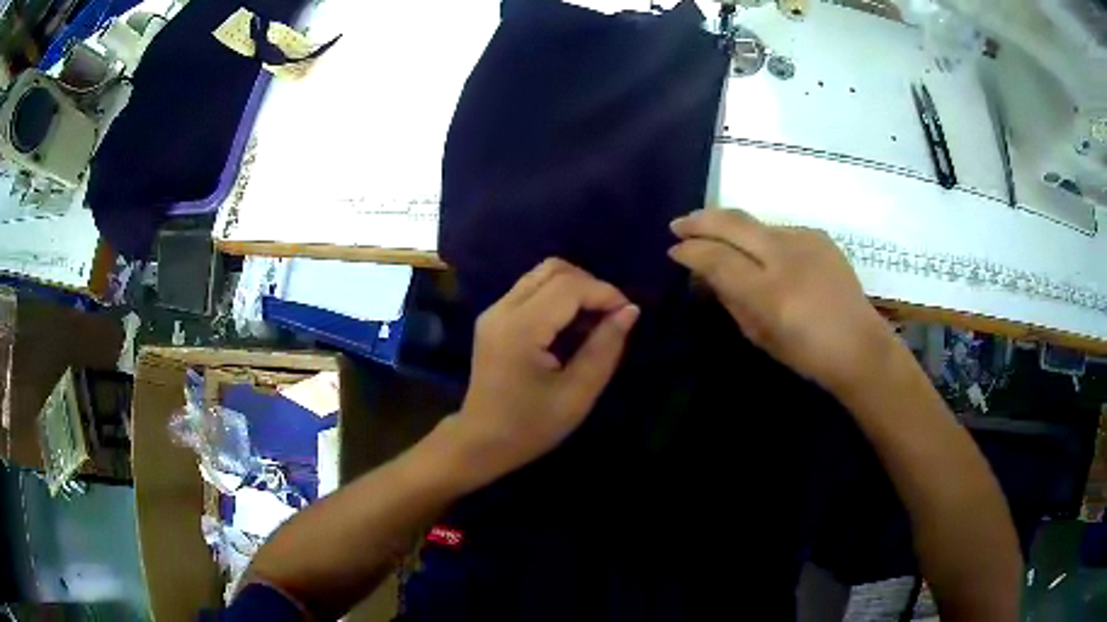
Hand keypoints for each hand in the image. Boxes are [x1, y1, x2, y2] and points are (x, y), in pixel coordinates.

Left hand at [451, 258, 639, 485]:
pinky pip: (531, 290)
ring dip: (574, 288)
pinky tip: (571, 326)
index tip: (628, 314)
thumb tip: (630, 311)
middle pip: (553, 269)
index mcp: (521, 328)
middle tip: (611, 316)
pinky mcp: (493, 319)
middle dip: (590, 285)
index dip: (605, 292)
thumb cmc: (530, 427)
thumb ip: (605, 348)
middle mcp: (503, 309)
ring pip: (541, 275)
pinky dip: (558, 297)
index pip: (569, 286)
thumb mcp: (577, 394)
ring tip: (594, 320)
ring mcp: (494, 312)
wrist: (481, 442)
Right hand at [669, 209, 894, 395]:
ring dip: (729, 227)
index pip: (717, 258)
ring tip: (715, 235)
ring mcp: (805, 241)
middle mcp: (785, 256)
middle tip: (679, 225)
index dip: (690, 251)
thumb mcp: (759, 335)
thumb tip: (708, 275)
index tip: (674, 250)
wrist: (859, 345)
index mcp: (769, 292)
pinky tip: (760, 251)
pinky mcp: (819, 236)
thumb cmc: (806, 353)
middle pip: (732, 223)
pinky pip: (778, 230)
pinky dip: (760, 237)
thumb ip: (731, 299)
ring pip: (755, 223)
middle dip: (699, 220)